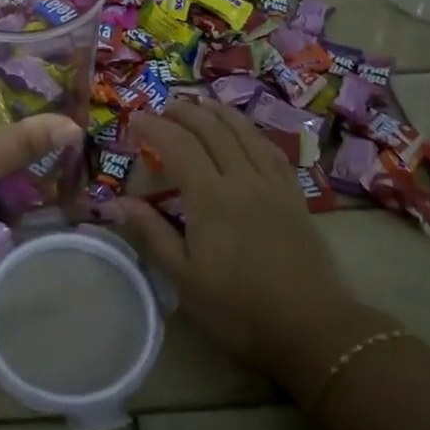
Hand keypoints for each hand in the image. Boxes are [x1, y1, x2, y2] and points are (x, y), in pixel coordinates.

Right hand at [116, 100, 384, 402]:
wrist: (312, 327)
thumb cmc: (239, 308)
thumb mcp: (184, 277)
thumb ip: (152, 233)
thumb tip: (116, 201)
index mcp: (210, 197)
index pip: (178, 145)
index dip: (154, 126)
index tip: (134, 119)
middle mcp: (242, 179)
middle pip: (212, 129)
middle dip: (185, 111)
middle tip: (164, 105)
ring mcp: (272, 184)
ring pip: (244, 132)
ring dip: (219, 112)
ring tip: (201, 102)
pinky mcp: (294, 195)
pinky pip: (270, 149)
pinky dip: (251, 131)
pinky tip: (245, 131)